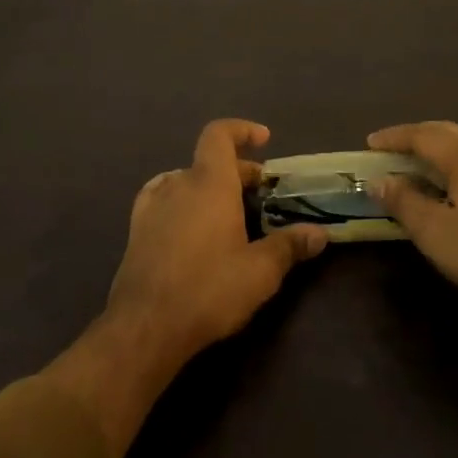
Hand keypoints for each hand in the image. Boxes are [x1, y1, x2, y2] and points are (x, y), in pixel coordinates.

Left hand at [105, 118, 328, 364]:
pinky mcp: (137, 231)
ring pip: (186, 180)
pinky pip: (163, 199)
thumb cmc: (208, 289)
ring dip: (209, 186)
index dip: (242, 130)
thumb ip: (290, 246)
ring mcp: (153, 206)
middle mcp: (179, 184)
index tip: (264, 141)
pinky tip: (189, 224)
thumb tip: (320, 233)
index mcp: (209, 182)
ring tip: (229, 210)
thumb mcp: (260, 272)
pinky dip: (182, 201)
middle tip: (261, 194)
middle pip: (209, 161)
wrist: (145, 327)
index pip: (219, 134)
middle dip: (238, 170)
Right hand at [368, 121, 457, 324]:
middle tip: (389, 151)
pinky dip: (457, 160)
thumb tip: (379, 181)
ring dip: (437, 148)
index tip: (369, 144)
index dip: (393, 138)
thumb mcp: (435, 233)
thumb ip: (403, 202)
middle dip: (414, 138)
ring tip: (415, 164)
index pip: (421, 135)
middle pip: (445, 131)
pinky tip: (450, 180)